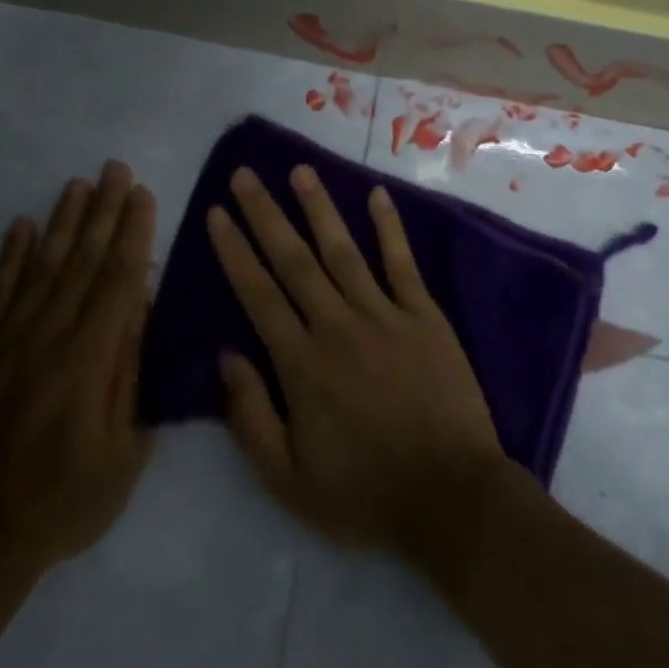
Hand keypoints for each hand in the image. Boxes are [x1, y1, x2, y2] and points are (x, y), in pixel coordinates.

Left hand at [0, 161, 156, 578]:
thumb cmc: (64, 502)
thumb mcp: (123, 451)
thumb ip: (130, 374)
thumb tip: (139, 308)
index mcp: (88, 361)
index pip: (118, 280)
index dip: (132, 233)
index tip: (143, 194)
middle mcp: (46, 338)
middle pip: (80, 261)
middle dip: (102, 211)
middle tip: (115, 169)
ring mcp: (2, 343)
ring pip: (39, 267)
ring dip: (61, 222)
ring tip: (77, 184)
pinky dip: (8, 257)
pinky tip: (21, 226)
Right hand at [206, 165, 509, 558]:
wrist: (451, 497)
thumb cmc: (365, 492)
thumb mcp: (288, 479)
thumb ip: (251, 416)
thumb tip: (226, 356)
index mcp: (301, 363)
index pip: (258, 294)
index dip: (234, 251)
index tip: (217, 214)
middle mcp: (337, 325)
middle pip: (293, 260)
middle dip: (265, 214)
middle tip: (245, 174)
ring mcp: (385, 315)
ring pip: (343, 250)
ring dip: (319, 208)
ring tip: (299, 170)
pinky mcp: (425, 317)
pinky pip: (403, 263)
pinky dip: (390, 228)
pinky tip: (377, 195)